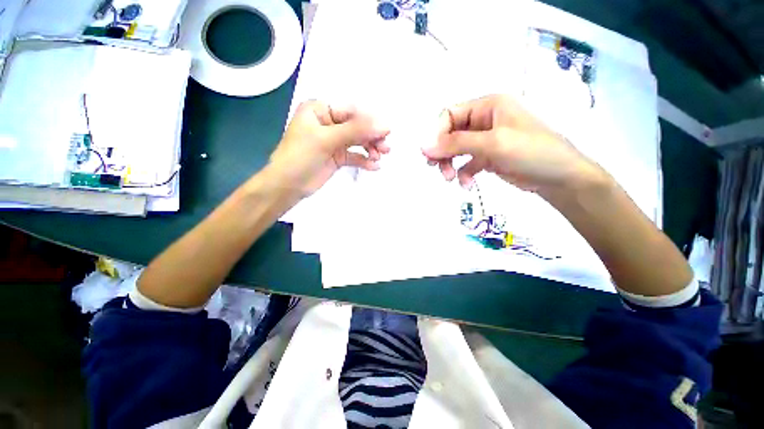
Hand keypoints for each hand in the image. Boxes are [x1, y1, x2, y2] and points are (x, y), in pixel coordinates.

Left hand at [267, 100, 389, 197]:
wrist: (287, 186)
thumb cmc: (301, 156)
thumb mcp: (327, 139)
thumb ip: (356, 131)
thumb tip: (385, 125)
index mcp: (320, 110)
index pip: (351, 112)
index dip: (370, 121)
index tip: (387, 131)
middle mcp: (328, 123)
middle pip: (356, 127)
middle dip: (372, 137)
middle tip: (385, 148)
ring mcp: (333, 141)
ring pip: (357, 141)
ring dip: (370, 149)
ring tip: (379, 158)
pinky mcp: (336, 157)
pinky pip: (354, 156)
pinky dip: (364, 160)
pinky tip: (373, 166)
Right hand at [423, 94, 606, 195]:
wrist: (560, 178)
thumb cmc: (531, 152)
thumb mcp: (492, 144)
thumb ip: (456, 143)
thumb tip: (423, 146)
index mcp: (487, 106)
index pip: (449, 115)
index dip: (437, 134)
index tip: (431, 155)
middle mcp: (484, 120)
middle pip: (450, 133)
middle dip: (442, 152)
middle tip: (436, 169)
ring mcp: (486, 140)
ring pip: (456, 150)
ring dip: (450, 165)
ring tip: (450, 179)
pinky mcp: (488, 157)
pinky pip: (466, 163)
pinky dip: (463, 174)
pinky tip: (467, 185)